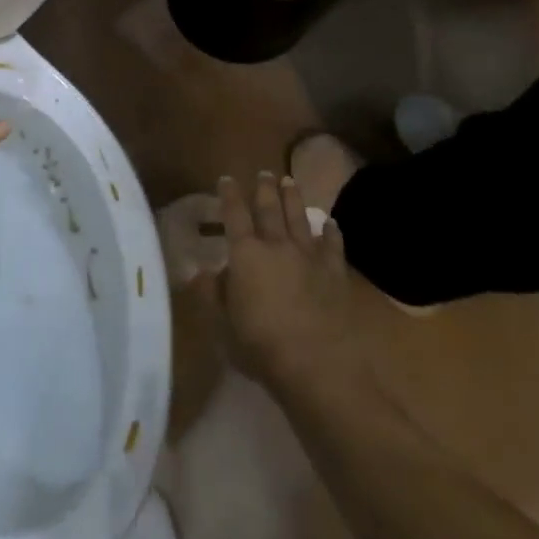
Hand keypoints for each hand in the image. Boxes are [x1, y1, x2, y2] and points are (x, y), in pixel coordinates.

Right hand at [200, 173, 371, 396]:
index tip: (226, 179)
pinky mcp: (336, 274)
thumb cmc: (261, 346)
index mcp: (245, 254)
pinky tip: (330, 224)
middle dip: (265, 189)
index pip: (234, 215)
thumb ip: (213, 295)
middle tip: (264, 172)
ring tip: (290, 181)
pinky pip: (333, 245)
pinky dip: (331, 232)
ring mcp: (310, 257)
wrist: (319, 366)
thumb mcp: (223, 325)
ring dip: (294, 198)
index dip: (229, 195)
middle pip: (270, 209)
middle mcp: (277, 246)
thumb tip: (203, 273)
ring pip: (300, 219)